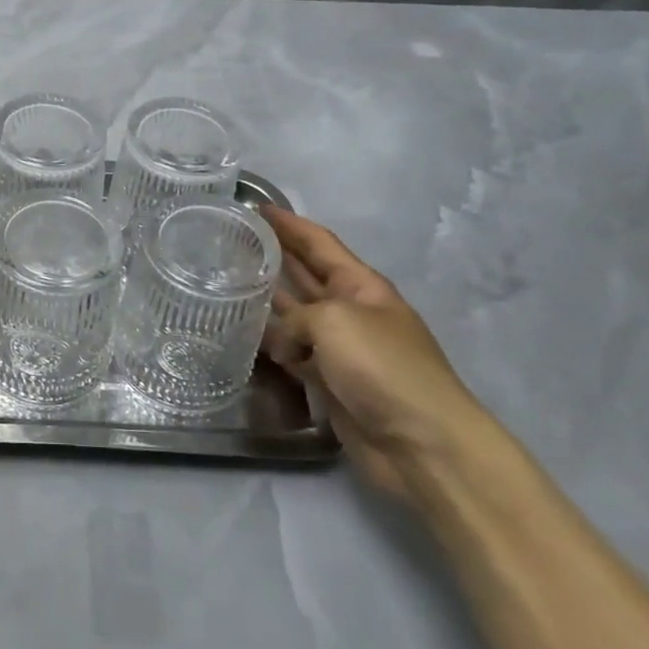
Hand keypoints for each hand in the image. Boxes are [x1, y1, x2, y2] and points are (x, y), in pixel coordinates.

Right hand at [258, 208, 489, 502]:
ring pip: (294, 315)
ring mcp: (341, 348)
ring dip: (266, 300)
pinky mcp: (330, 382)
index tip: (255, 205)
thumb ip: (294, 319)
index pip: (318, 243)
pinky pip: (293, 353)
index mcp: (361, 285)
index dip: (289, 224)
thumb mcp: (334, 322)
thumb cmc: (383, 367)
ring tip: (225, 283)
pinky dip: (271, 344)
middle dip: (275, 255)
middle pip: (306, 274)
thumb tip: (282, 343)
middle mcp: (350, 310)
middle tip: (232, 240)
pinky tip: (242, 335)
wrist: (422, 443)